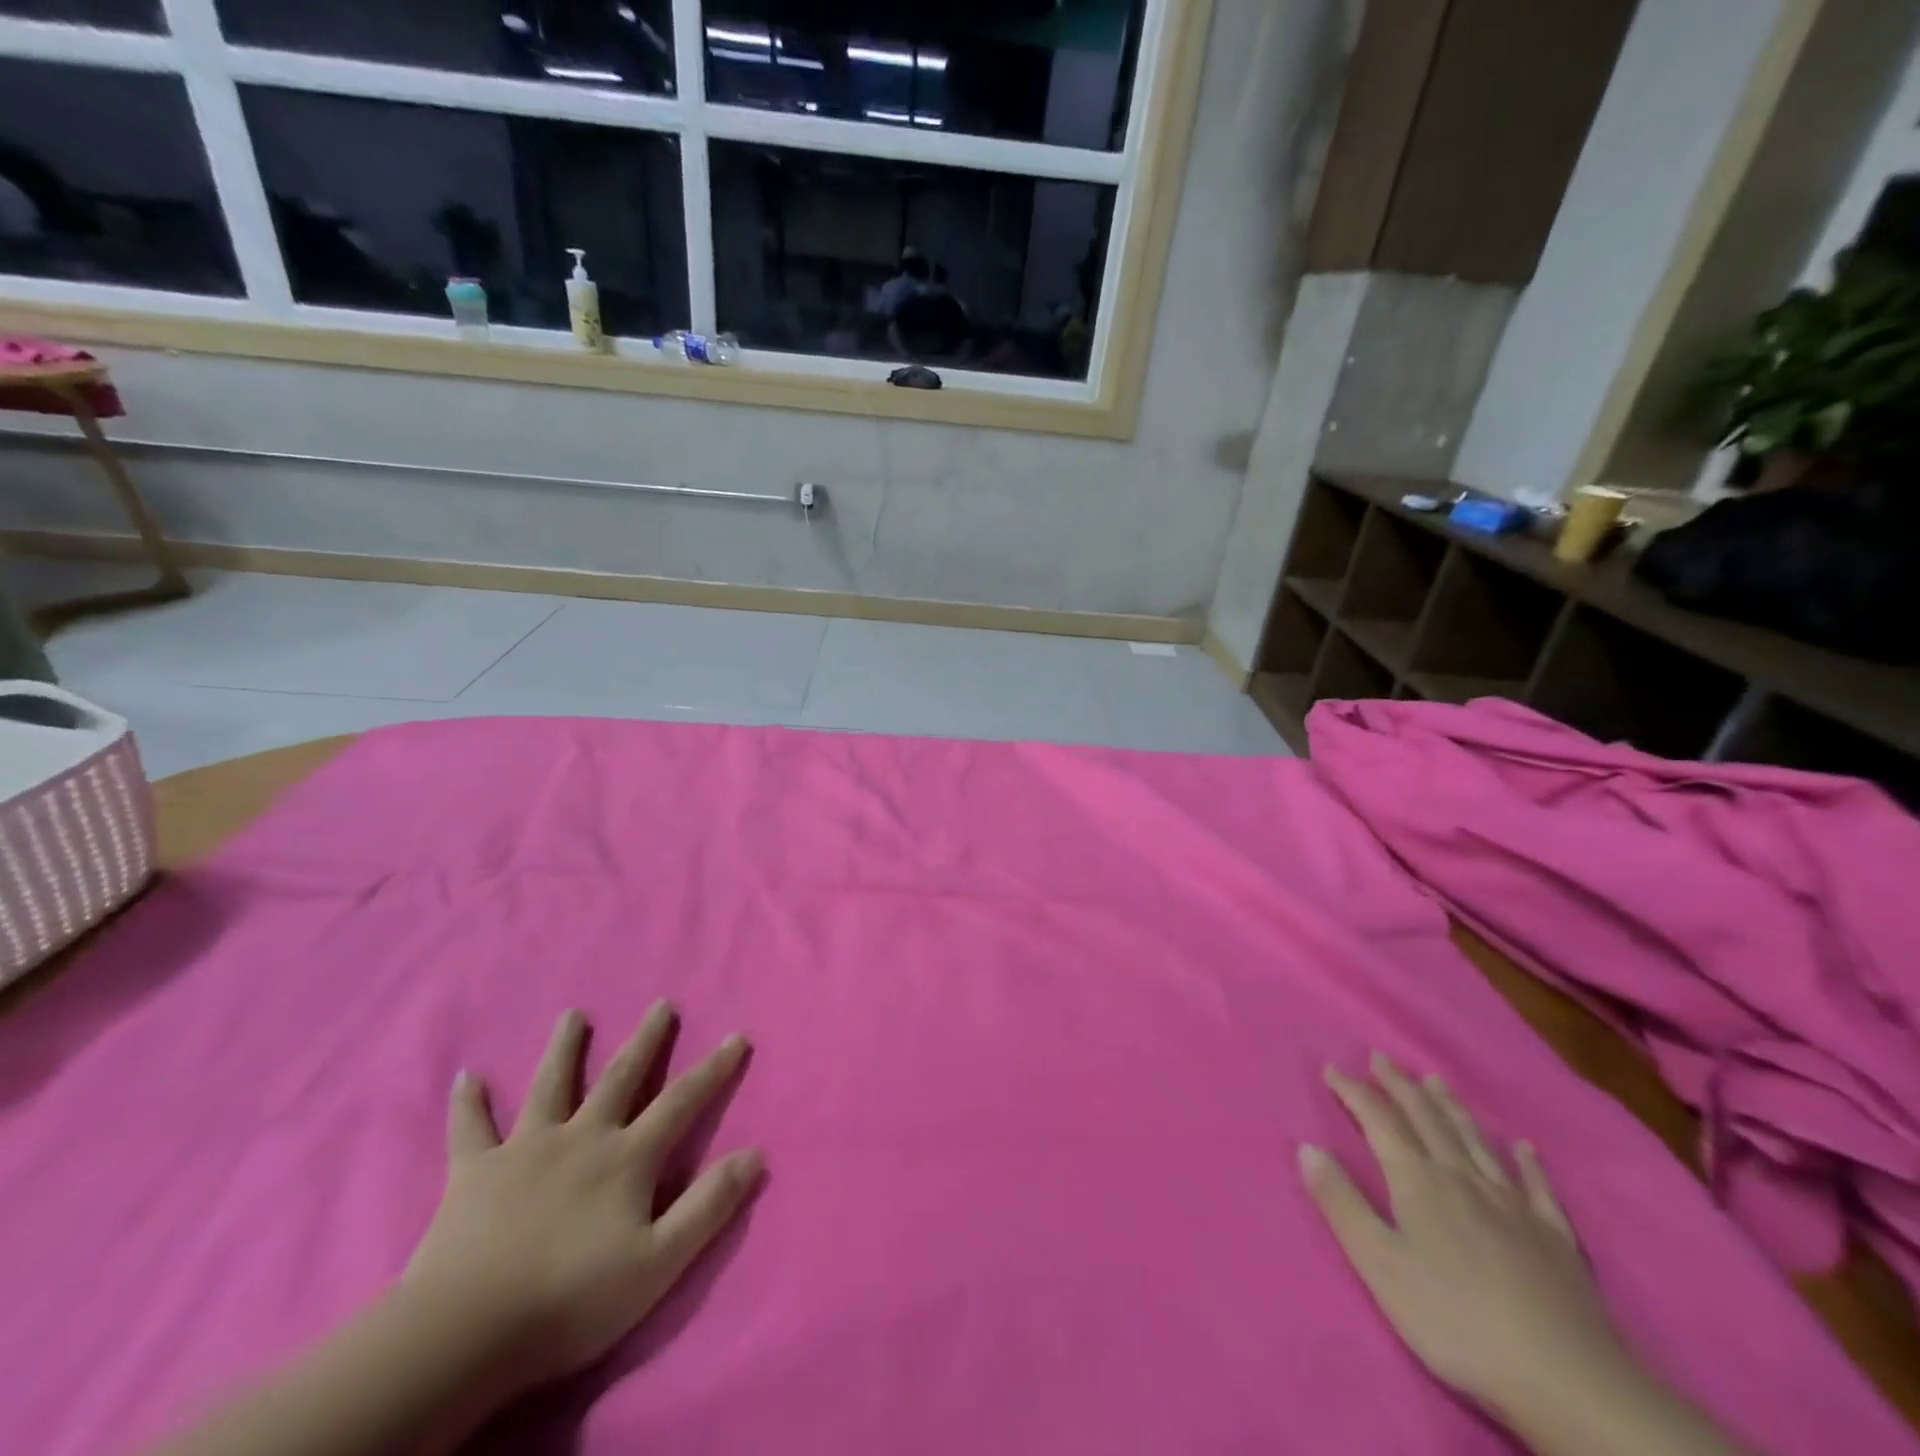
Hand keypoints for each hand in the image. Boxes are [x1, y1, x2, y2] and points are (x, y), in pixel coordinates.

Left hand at [403, 1004, 762, 1394]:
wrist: (466, 1333)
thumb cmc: (571, 1300)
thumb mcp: (659, 1262)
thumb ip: (709, 1205)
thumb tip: (755, 1153)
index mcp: (627, 1157)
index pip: (683, 1101)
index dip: (714, 1068)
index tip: (736, 1036)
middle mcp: (582, 1136)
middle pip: (621, 1077)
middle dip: (646, 1040)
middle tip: (660, 1004)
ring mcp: (525, 1149)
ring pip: (550, 1086)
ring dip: (564, 1049)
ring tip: (573, 1015)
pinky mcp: (474, 1172)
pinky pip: (471, 1129)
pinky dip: (469, 1103)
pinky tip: (467, 1076)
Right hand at [1299, 1054, 1630, 1420]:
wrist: (1566, 1379)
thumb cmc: (1456, 1321)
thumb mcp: (1381, 1265)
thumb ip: (1342, 1203)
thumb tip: (1306, 1147)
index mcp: (1418, 1181)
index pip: (1378, 1121)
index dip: (1353, 1092)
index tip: (1332, 1068)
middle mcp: (1462, 1178)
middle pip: (1426, 1119)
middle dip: (1399, 1086)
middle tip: (1381, 1057)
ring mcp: (1513, 1205)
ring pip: (1474, 1141)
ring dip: (1451, 1107)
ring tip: (1435, 1080)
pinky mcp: (1554, 1237)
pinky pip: (1537, 1187)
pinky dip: (1527, 1162)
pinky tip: (1523, 1147)